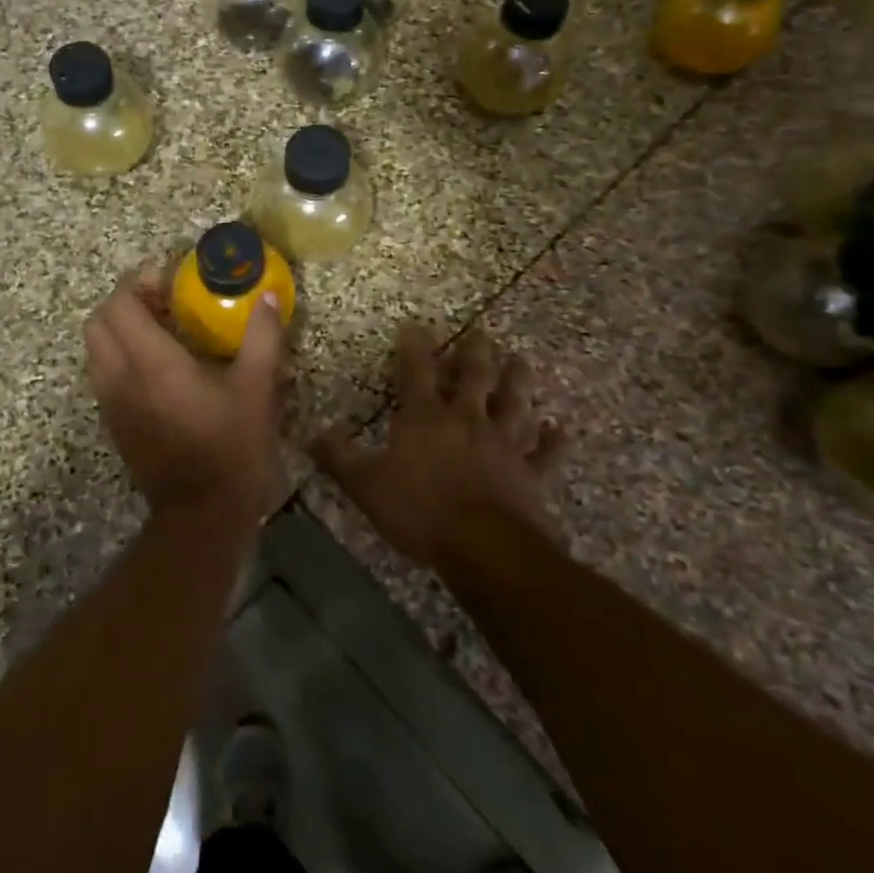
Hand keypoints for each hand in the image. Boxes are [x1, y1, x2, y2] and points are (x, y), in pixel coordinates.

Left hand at [85, 271, 288, 529]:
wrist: (201, 513)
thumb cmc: (231, 448)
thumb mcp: (257, 389)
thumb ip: (262, 337)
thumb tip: (268, 297)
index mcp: (151, 363)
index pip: (120, 303)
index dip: (140, 281)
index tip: (172, 281)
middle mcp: (120, 376)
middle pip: (99, 320)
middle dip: (126, 301)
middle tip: (164, 302)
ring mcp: (110, 401)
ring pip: (95, 346)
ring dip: (120, 327)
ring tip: (160, 330)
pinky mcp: (112, 421)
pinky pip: (102, 371)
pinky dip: (119, 353)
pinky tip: (156, 365)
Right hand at [313, 324, 562, 567]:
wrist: (484, 547)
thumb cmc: (420, 511)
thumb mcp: (366, 485)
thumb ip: (339, 458)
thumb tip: (313, 433)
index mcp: (425, 418)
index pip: (416, 371)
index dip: (413, 346)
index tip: (415, 325)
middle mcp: (467, 420)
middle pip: (474, 377)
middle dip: (475, 352)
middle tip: (483, 332)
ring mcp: (504, 444)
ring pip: (513, 403)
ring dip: (518, 381)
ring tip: (521, 360)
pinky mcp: (530, 474)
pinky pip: (544, 452)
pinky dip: (553, 440)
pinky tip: (560, 427)